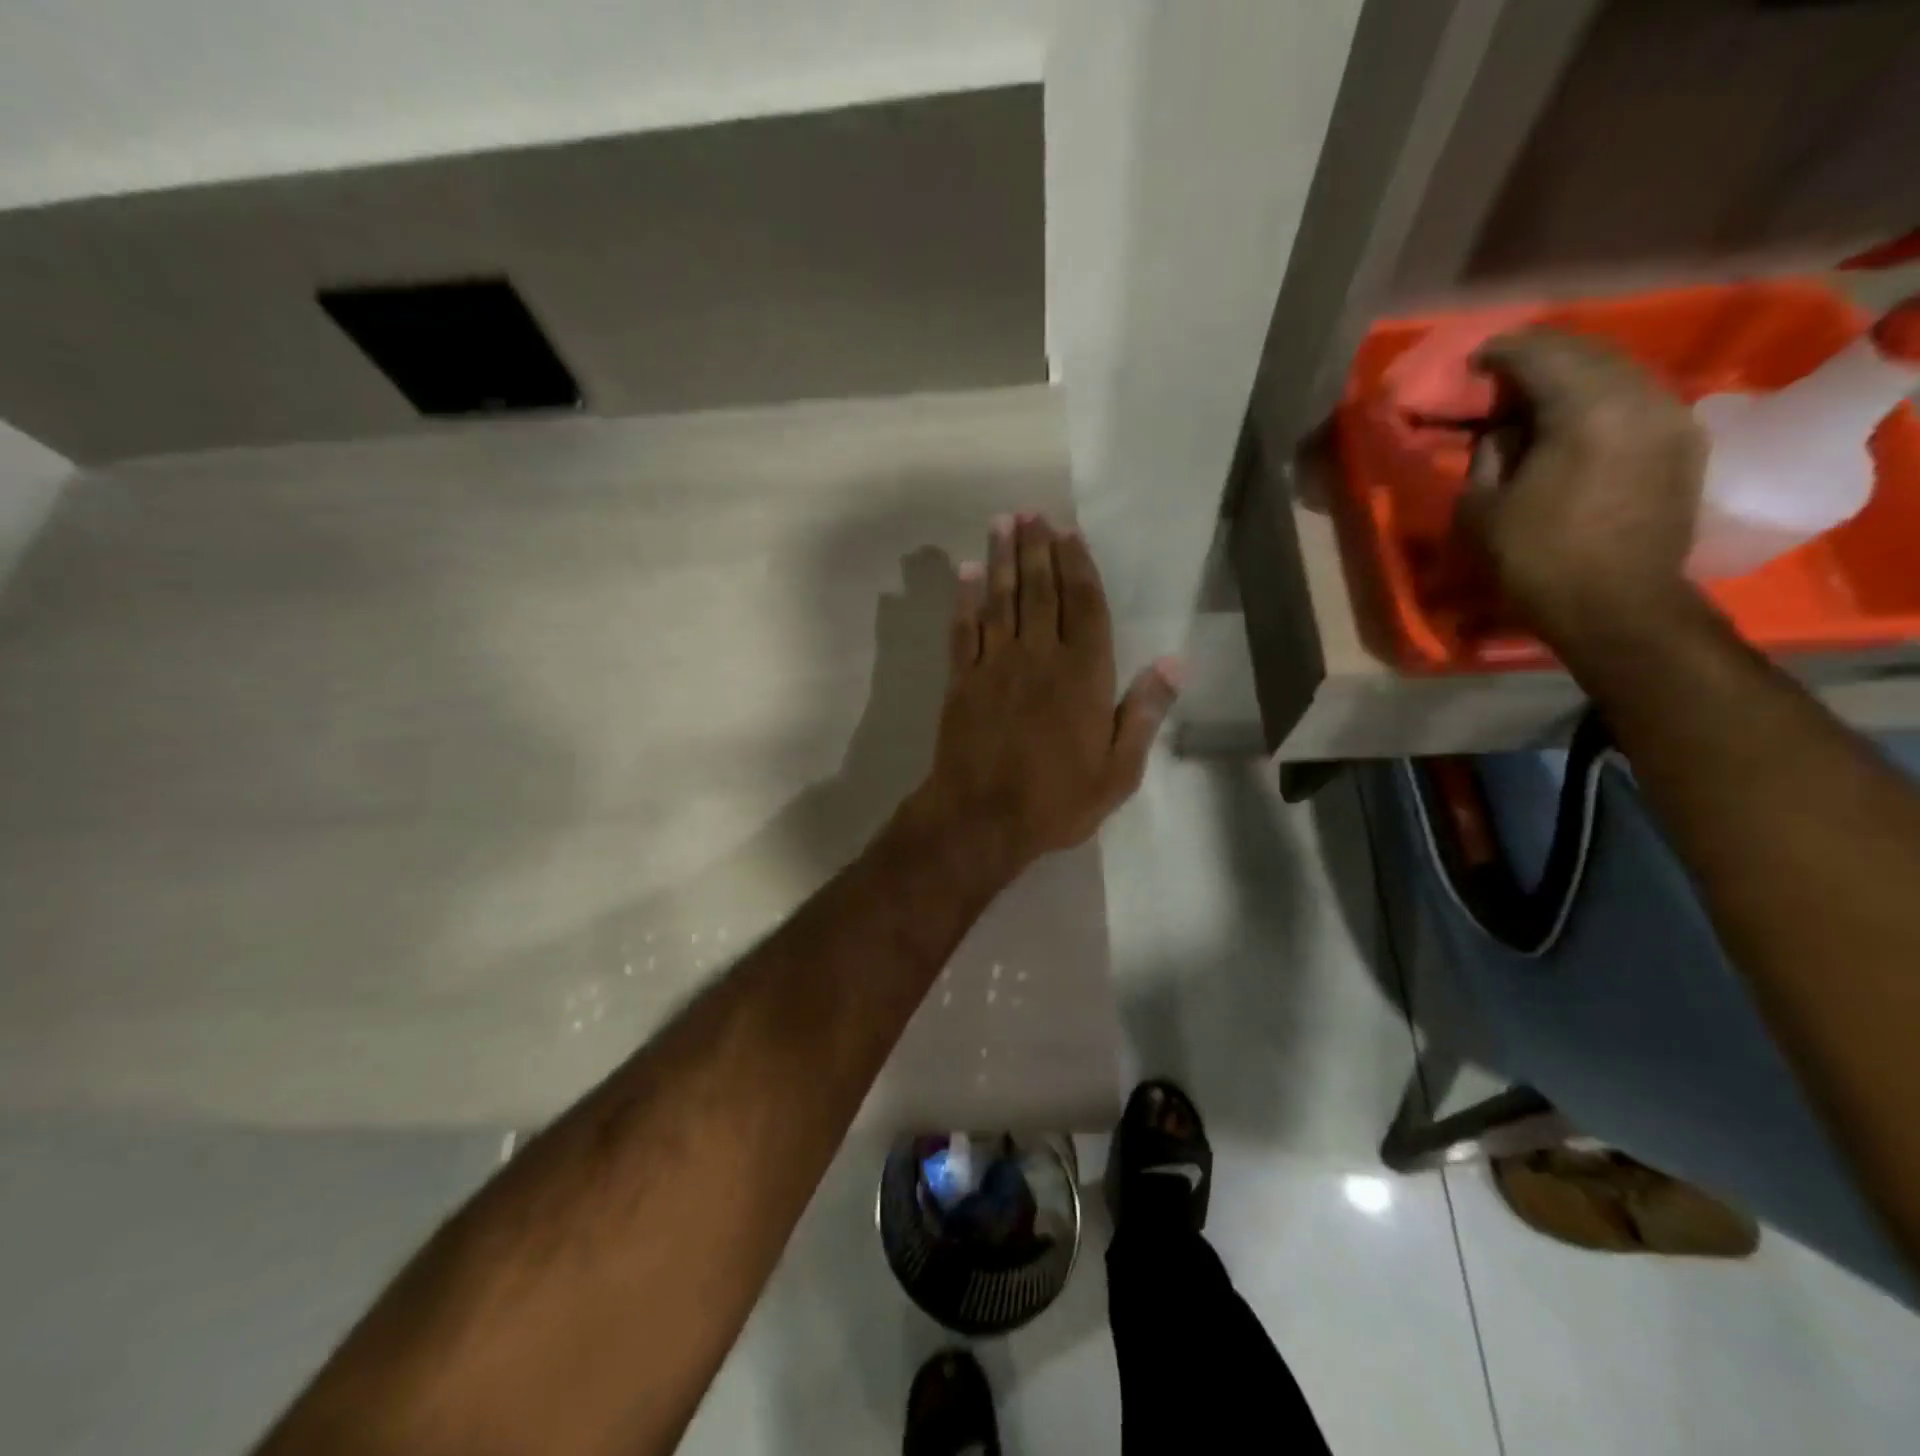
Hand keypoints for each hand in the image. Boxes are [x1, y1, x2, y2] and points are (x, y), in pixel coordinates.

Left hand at [902, 513, 1181, 880]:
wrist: (981, 820)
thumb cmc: (1057, 800)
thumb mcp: (1119, 770)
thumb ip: (1144, 713)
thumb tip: (1175, 662)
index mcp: (1084, 675)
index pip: (1084, 605)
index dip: (1077, 565)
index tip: (1068, 532)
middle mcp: (1039, 657)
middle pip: (1040, 591)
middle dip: (1036, 548)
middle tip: (1030, 512)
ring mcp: (995, 665)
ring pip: (1000, 600)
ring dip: (1001, 560)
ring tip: (1002, 523)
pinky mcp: (961, 681)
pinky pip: (964, 630)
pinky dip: (964, 600)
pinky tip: (965, 573)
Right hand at [1462, 329, 1707, 643]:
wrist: (1616, 606)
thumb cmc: (1535, 560)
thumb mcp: (1481, 508)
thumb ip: (1489, 453)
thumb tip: (1504, 428)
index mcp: (1586, 410)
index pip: (1542, 355)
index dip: (1502, 352)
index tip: (1474, 361)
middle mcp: (1640, 397)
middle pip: (1588, 352)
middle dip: (1541, 356)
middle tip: (1502, 372)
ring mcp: (1672, 417)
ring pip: (1619, 371)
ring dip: (1575, 374)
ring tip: (1536, 394)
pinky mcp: (1683, 442)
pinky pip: (1638, 397)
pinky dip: (1602, 396)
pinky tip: (1575, 417)